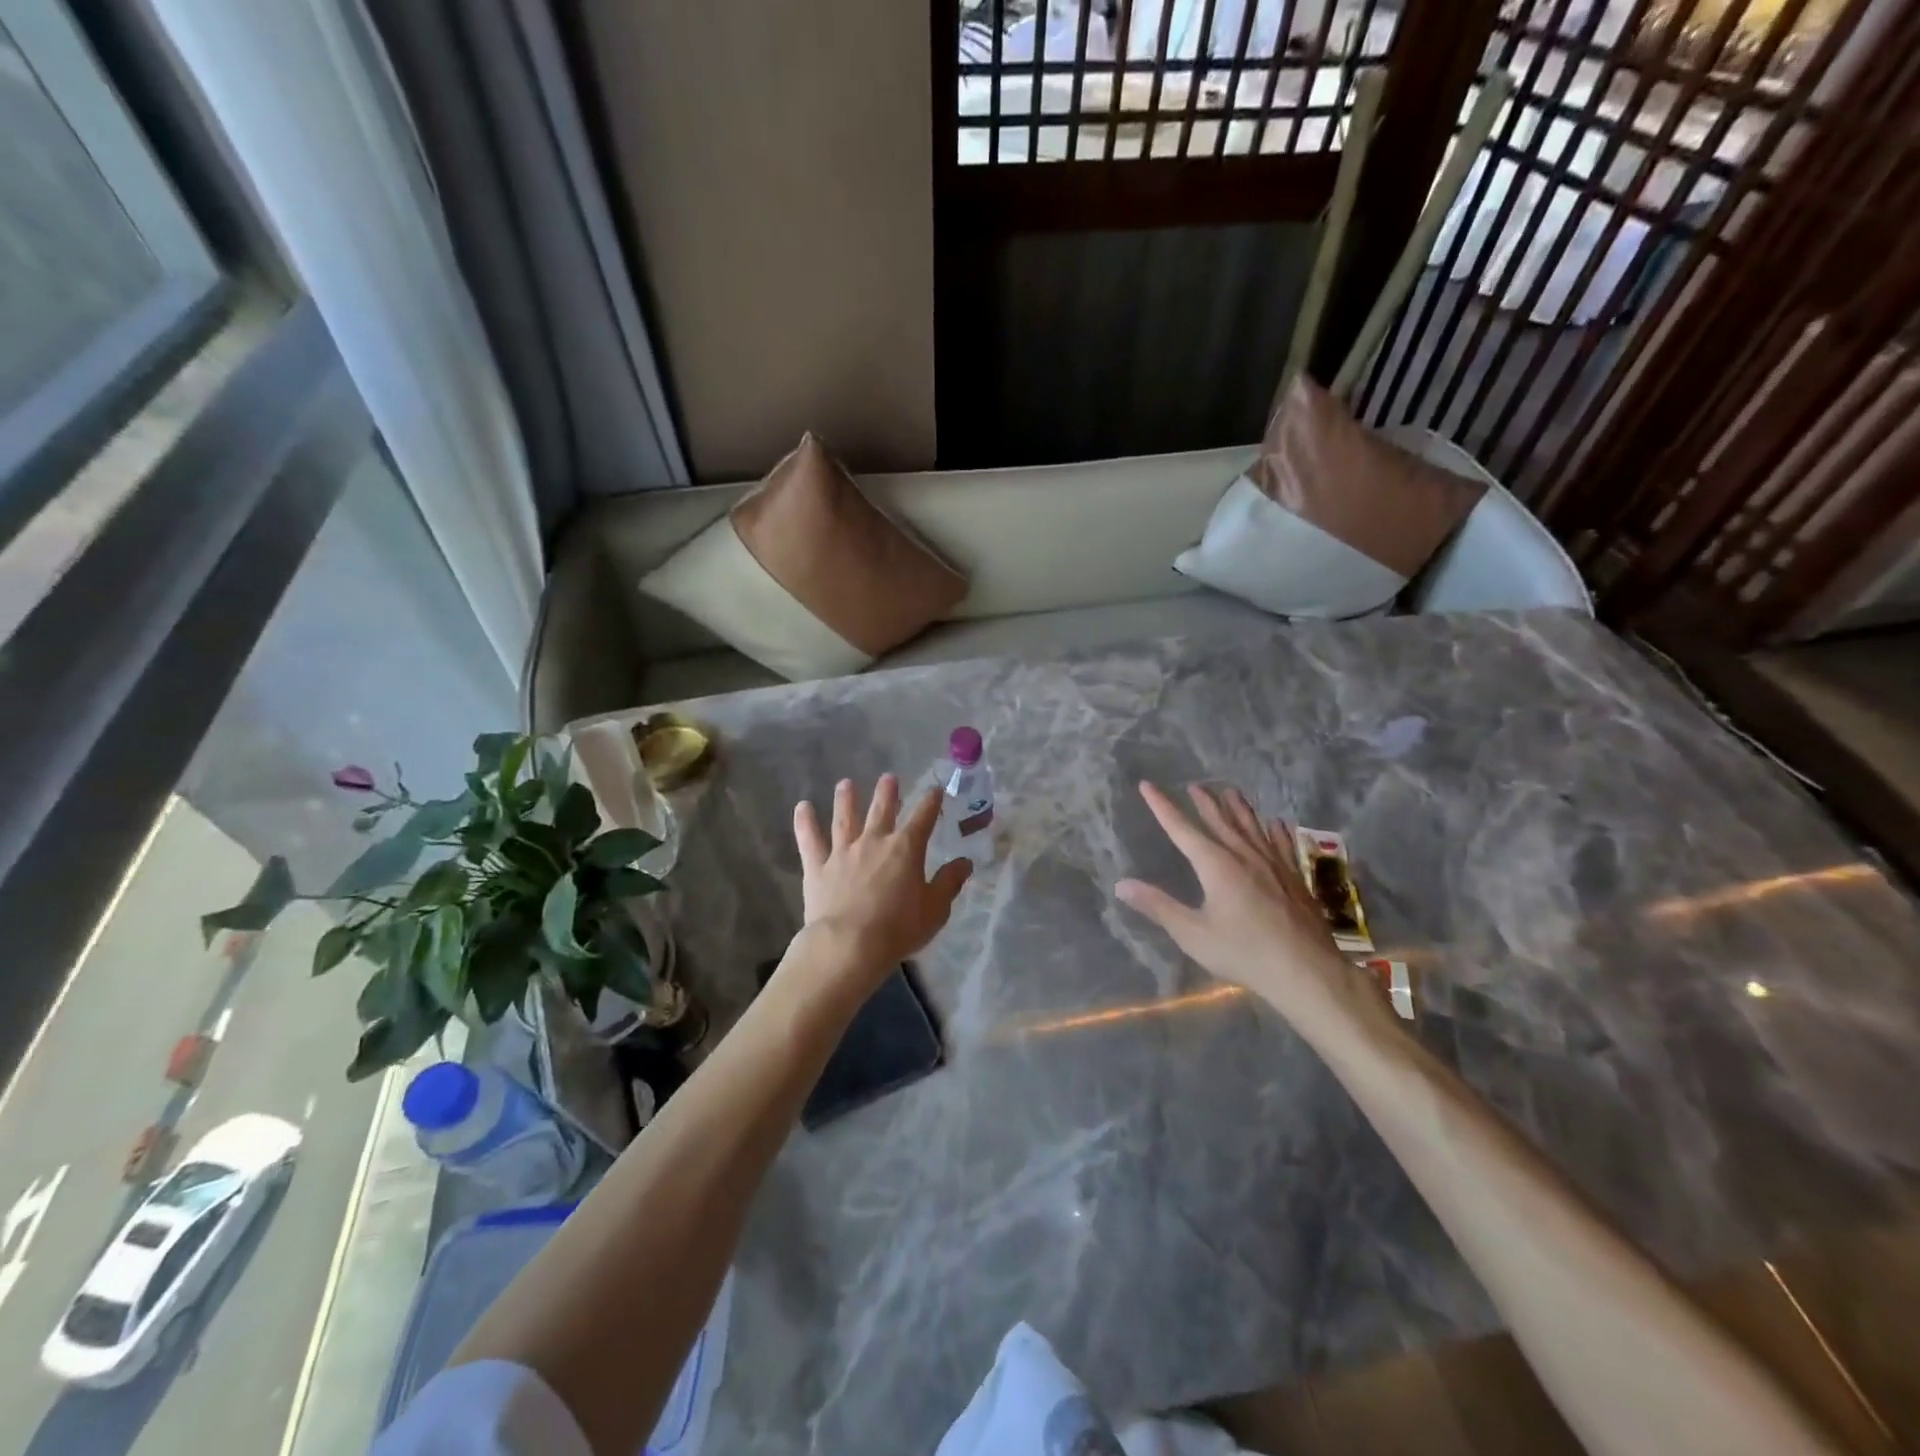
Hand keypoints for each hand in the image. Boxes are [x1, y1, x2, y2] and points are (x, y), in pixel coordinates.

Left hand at [793, 776, 972, 987]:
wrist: (849, 945)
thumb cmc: (898, 929)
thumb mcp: (934, 910)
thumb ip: (949, 883)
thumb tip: (965, 862)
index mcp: (906, 849)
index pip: (923, 818)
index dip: (931, 802)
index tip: (935, 790)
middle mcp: (874, 841)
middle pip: (882, 810)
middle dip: (887, 793)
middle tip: (888, 778)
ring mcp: (843, 852)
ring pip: (844, 818)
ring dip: (846, 799)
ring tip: (845, 784)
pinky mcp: (818, 867)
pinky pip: (810, 840)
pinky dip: (805, 823)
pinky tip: (802, 807)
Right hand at [1115, 782, 1372, 1025]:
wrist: (1306, 971)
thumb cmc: (1243, 953)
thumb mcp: (1192, 934)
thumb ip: (1158, 906)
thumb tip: (1121, 884)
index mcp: (1216, 866)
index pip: (1181, 829)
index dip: (1162, 806)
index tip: (1147, 785)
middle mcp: (1244, 856)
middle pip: (1220, 821)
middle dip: (1204, 802)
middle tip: (1194, 785)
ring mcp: (1273, 865)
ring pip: (1252, 827)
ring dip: (1238, 808)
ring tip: (1230, 791)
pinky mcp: (1294, 878)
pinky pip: (1282, 845)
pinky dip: (1276, 831)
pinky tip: (1277, 824)